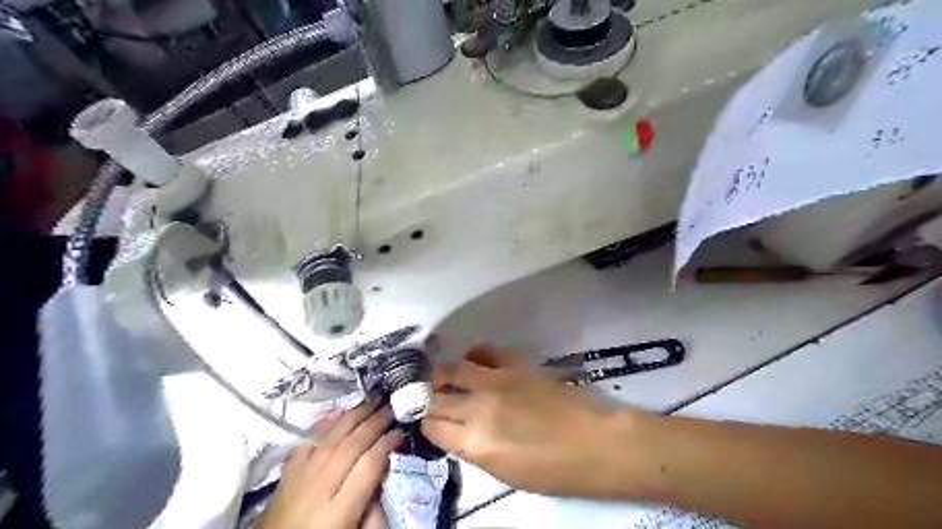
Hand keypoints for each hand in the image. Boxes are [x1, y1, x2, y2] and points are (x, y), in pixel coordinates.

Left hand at [256, 404, 404, 526]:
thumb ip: (371, 513)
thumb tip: (382, 483)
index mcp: (339, 510)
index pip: (369, 465)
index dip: (388, 444)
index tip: (401, 432)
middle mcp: (320, 486)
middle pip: (352, 444)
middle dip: (375, 422)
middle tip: (393, 406)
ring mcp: (300, 477)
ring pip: (332, 437)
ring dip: (355, 415)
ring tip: (373, 400)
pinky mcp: (287, 474)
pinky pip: (307, 441)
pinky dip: (324, 424)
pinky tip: (337, 411)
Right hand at [422, 345, 649, 498]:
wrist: (594, 443)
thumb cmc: (552, 471)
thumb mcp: (504, 472)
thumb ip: (474, 448)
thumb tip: (458, 431)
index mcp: (474, 442)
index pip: (432, 426)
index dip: (426, 423)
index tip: (428, 422)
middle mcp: (478, 407)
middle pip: (435, 396)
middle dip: (426, 397)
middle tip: (429, 398)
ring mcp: (497, 381)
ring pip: (453, 368)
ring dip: (443, 373)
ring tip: (444, 377)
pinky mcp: (516, 366)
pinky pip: (486, 352)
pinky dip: (475, 355)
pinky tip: (475, 360)